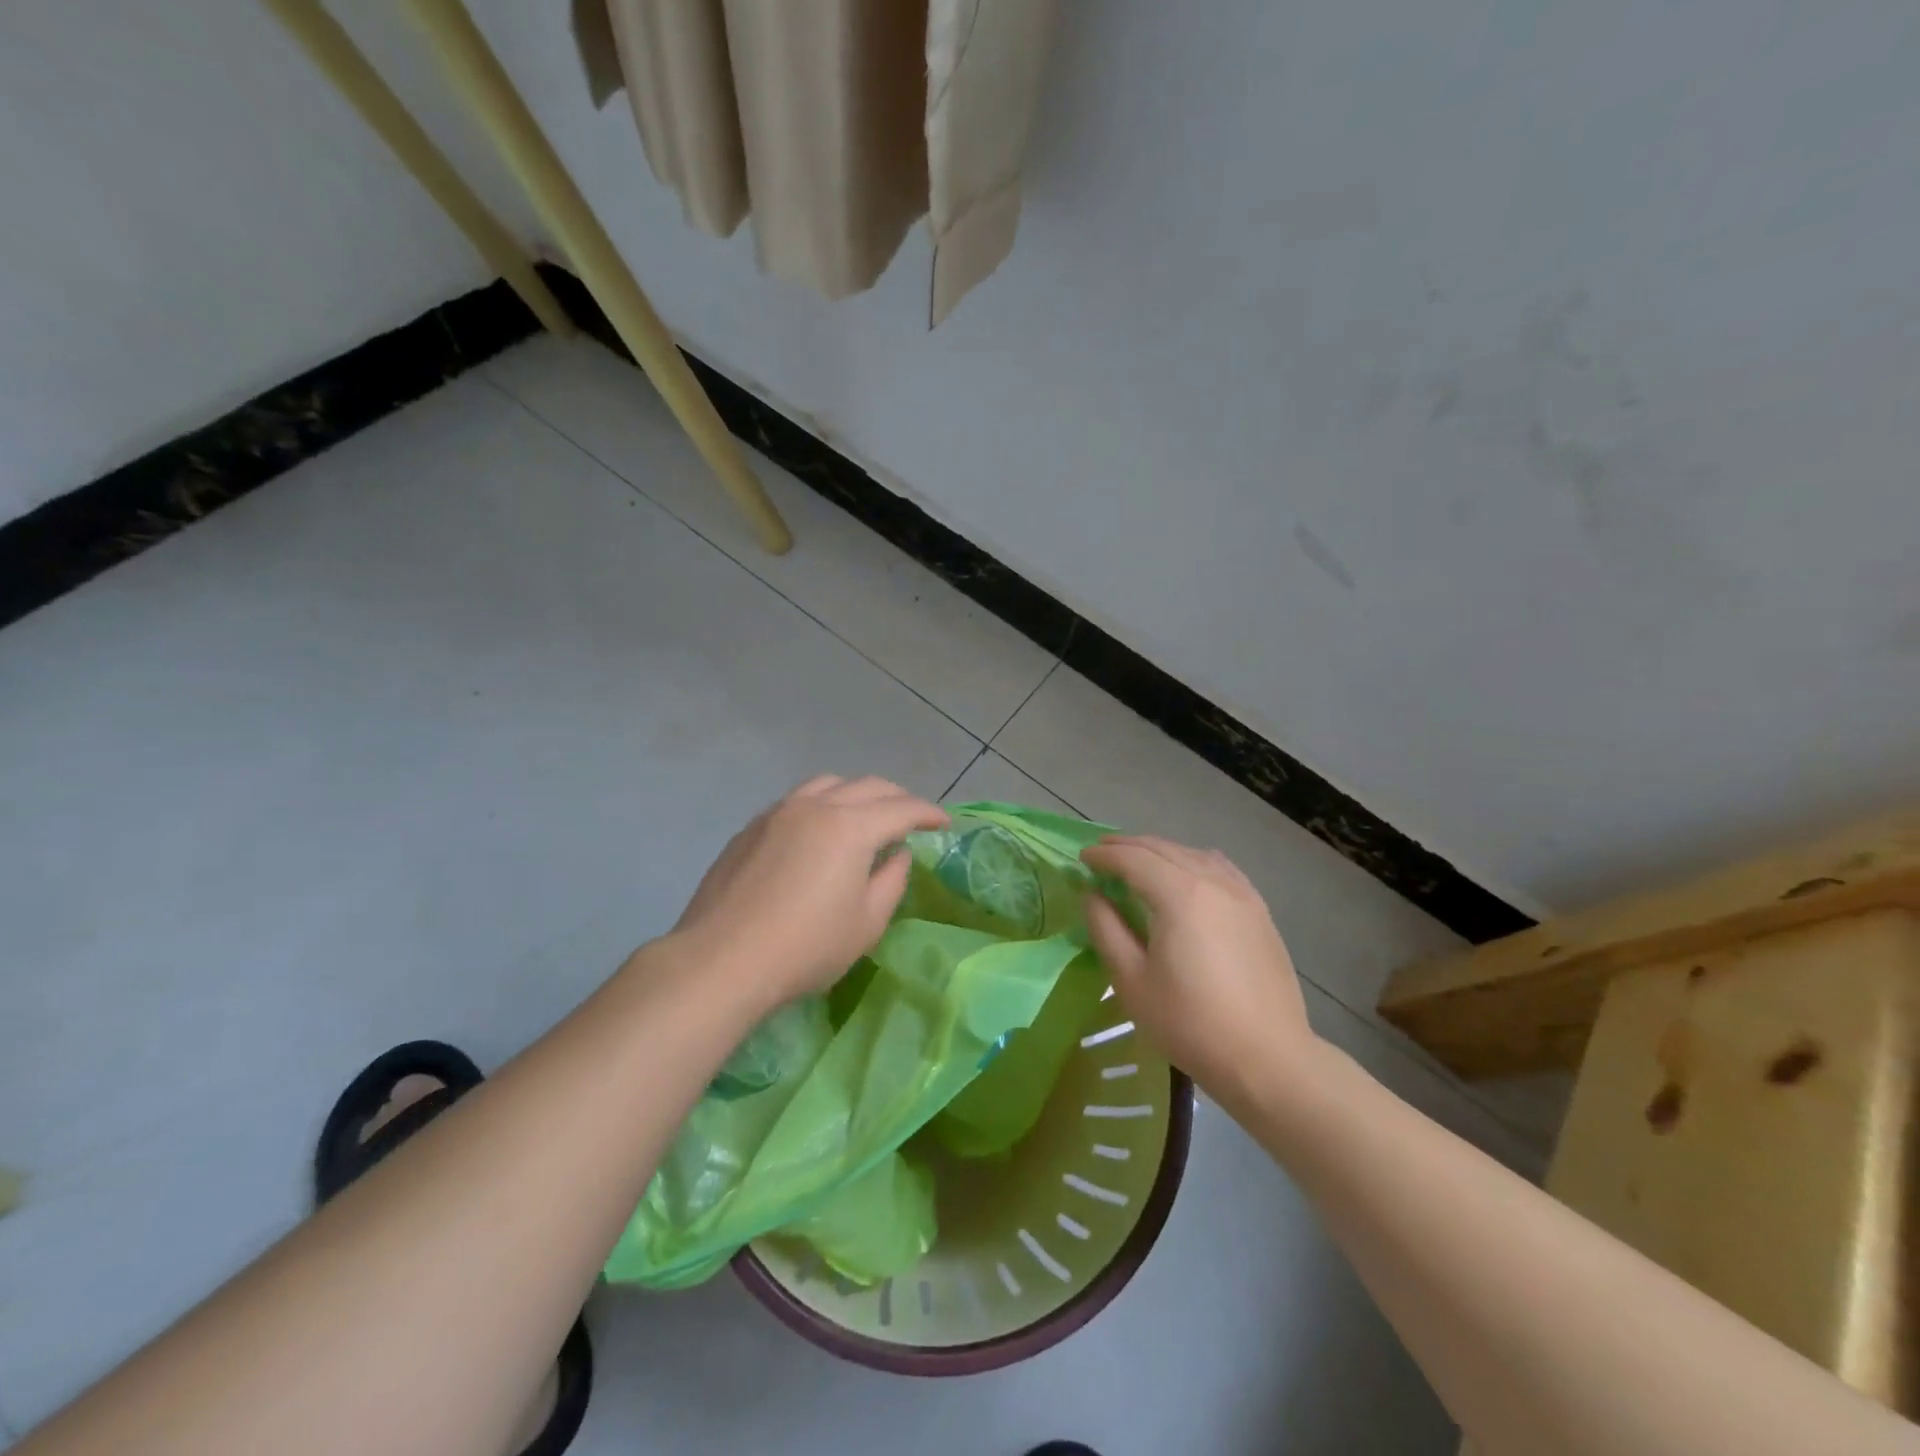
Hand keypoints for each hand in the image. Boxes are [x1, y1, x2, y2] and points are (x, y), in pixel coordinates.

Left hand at [671, 775, 948, 1008]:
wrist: (721, 960)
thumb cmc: (806, 947)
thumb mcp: (866, 922)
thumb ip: (892, 880)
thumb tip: (898, 853)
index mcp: (850, 826)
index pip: (901, 808)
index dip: (928, 813)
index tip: (944, 822)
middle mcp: (816, 806)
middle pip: (867, 786)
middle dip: (897, 798)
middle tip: (912, 817)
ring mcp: (778, 812)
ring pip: (828, 784)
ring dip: (857, 793)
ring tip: (866, 816)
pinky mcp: (752, 827)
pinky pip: (798, 800)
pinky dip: (823, 804)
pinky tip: (821, 832)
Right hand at [1081, 835, 1317, 1106]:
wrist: (1267, 1058)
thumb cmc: (1190, 1023)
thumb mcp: (1131, 981)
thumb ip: (1106, 929)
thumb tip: (1092, 895)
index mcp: (1179, 895)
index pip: (1133, 859)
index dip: (1104, 856)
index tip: (1082, 859)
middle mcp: (1212, 882)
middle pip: (1163, 849)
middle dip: (1128, 846)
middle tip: (1101, 853)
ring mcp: (1242, 894)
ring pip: (1193, 855)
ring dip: (1160, 851)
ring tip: (1138, 861)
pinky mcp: (1259, 912)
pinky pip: (1221, 869)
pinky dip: (1194, 861)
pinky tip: (1188, 872)